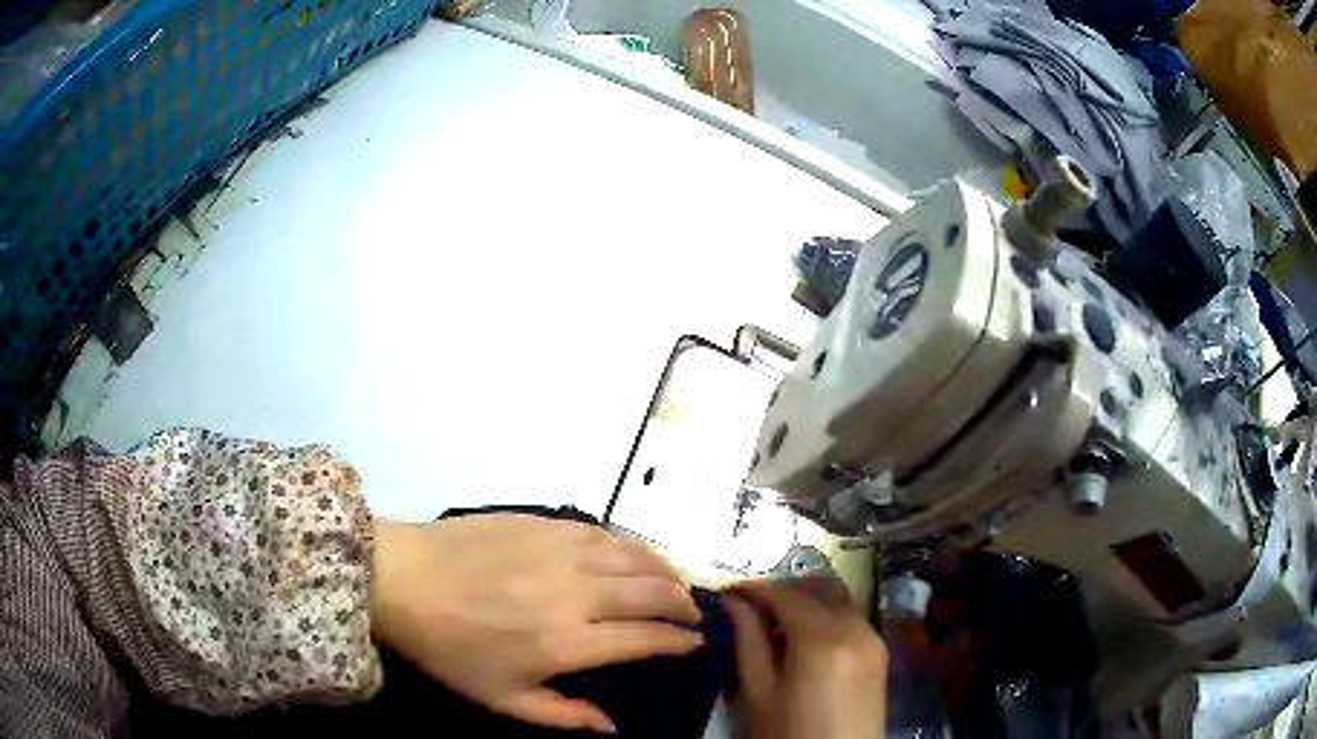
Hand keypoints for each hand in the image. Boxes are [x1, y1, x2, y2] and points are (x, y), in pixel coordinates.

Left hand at [370, 515, 703, 733]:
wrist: (402, 580)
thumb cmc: (450, 648)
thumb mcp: (502, 699)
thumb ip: (563, 716)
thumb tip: (613, 728)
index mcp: (568, 640)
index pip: (646, 638)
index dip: (679, 641)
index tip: (693, 644)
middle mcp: (577, 592)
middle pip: (652, 592)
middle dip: (683, 604)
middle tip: (692, 614)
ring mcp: (561, 551)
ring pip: (635, 556)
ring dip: (665, 570)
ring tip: (674, 582)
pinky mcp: (543, 523)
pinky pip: (602, 532)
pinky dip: (630, 545)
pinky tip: (632, 553)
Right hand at [724, 579, 886, 738]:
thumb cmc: (789, 733)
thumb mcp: (759, 693)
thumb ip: (748, 641)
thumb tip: (733, 601)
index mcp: (822, 638)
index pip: (786, 594)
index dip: (754, 588)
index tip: (727, 591)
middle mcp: (855, 627)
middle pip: (819, 587)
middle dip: (784, 588)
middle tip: (751, 606)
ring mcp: (873, 638)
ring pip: (838, 599)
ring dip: (807, 600)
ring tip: (774, 624)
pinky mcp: (879, 652)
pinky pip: (851, 618)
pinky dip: (826, 615)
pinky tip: (803, 640)